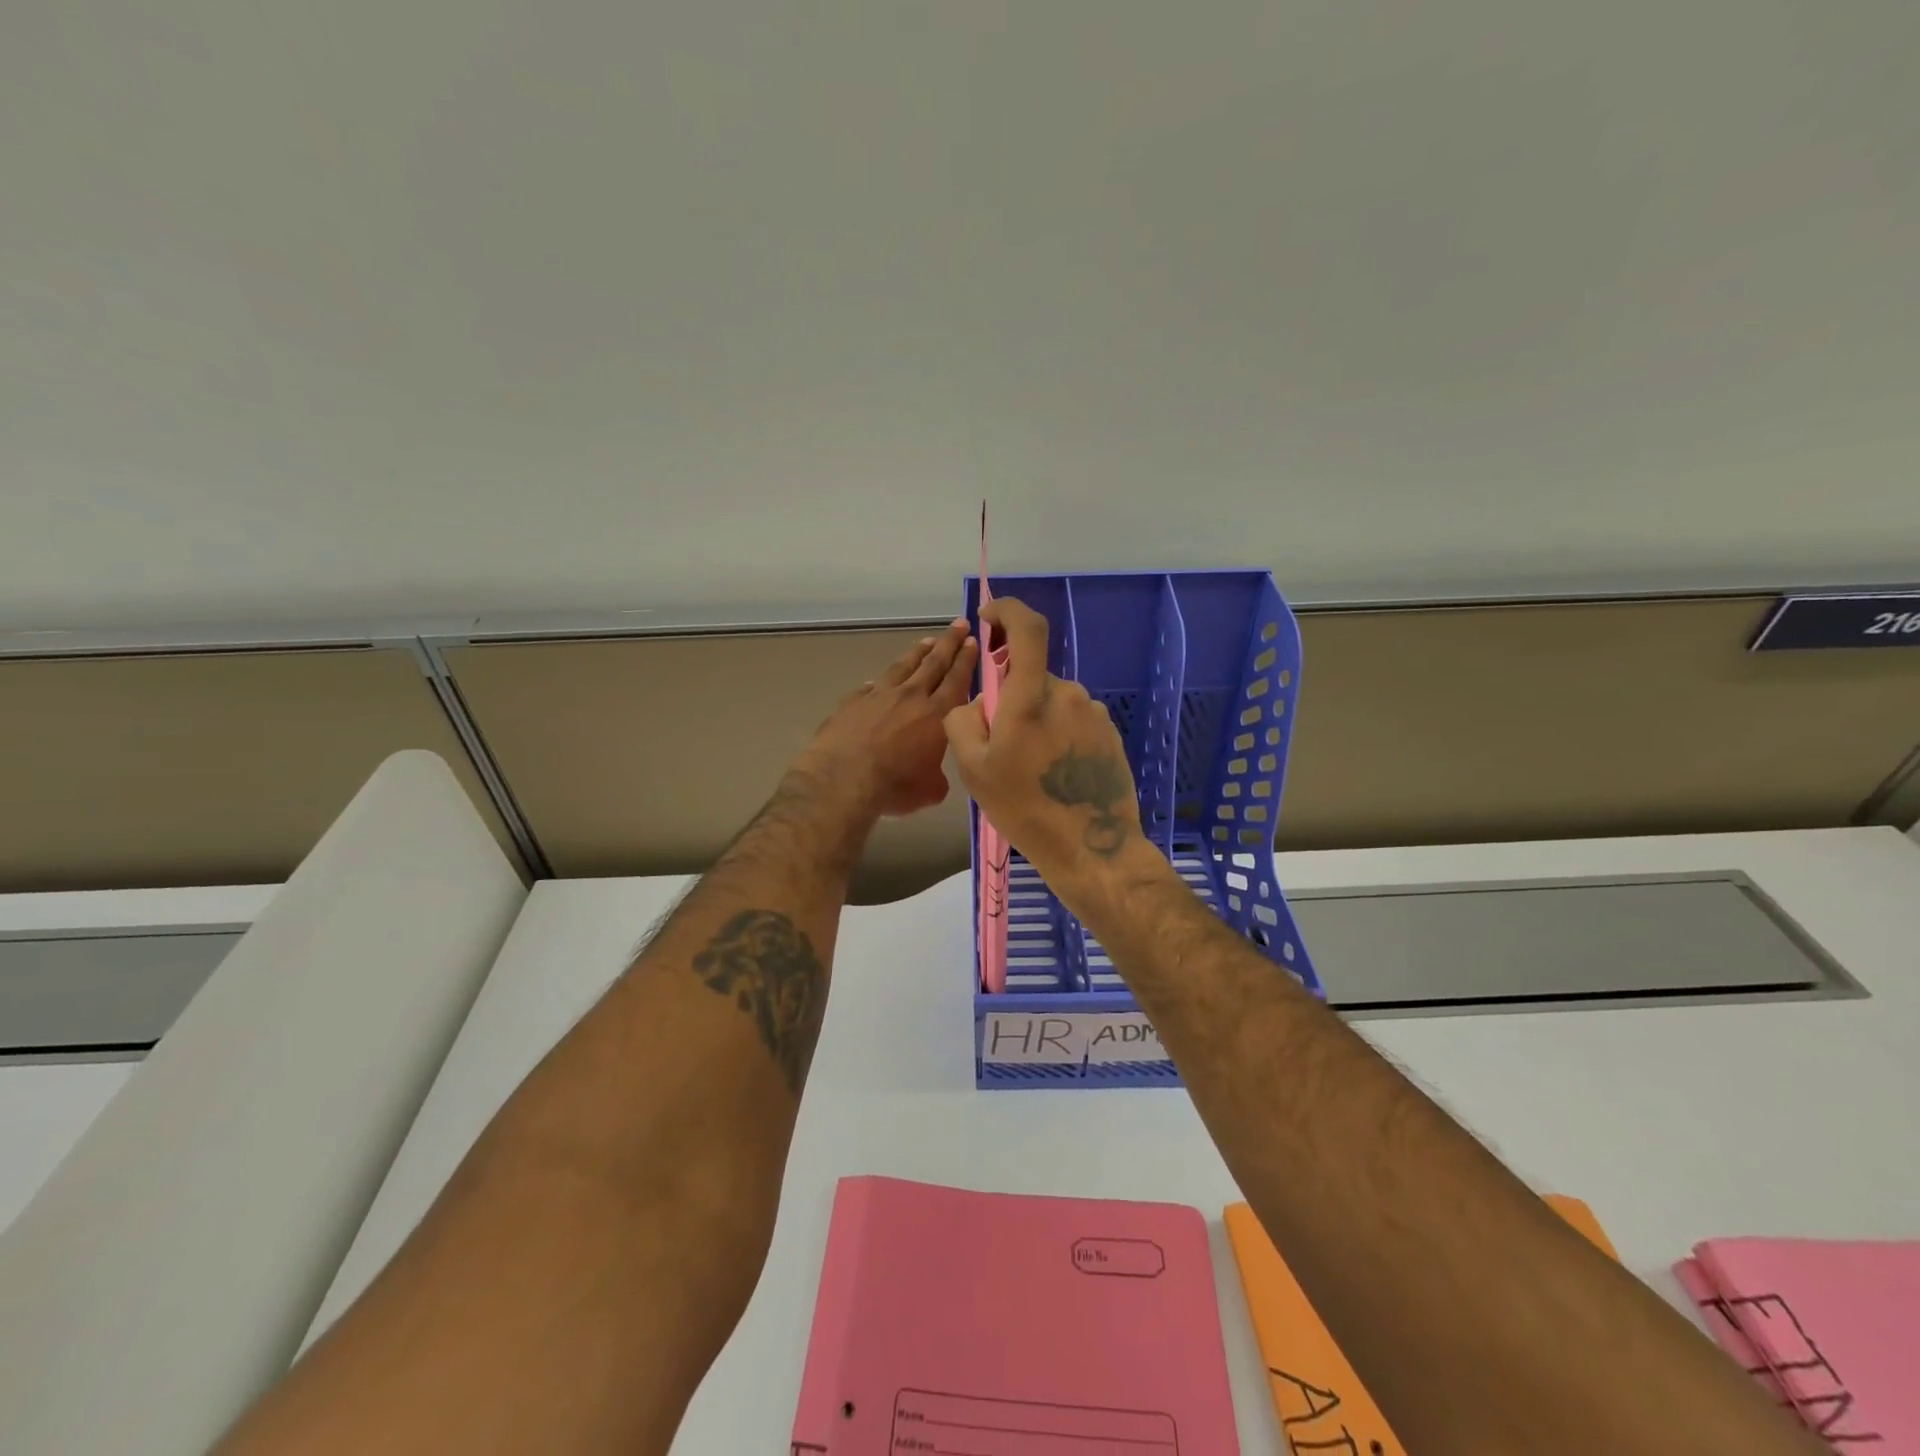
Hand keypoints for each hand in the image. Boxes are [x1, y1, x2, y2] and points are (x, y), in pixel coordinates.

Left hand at [796, 619, 977, 818]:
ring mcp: (878, 695)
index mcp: (937, 715)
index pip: (957, 680)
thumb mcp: (930, 789)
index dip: (966, 660)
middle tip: (959, 624)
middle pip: (933, 663)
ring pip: (903, 667)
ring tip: (926, 641)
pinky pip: (871, 687)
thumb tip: (933, 773)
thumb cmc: (894, 786)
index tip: (973, 640)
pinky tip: (879, 681)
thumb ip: (937, 776)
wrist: (843, 779)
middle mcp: (910, 697)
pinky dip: (880, 682)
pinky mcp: (852, 702)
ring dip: (917, 653)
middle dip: (948, 643)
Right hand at [943, 598, 1141, 890]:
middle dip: (1011, 697)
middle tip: (1001, 745)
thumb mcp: (973, 768)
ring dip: (1035, 720)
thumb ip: (963, 720)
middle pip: (1031, 676)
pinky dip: (1057, 734)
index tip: (989, 619)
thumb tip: (978, 703)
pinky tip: (1055, 775)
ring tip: (1030, 769)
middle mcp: (1067, 693)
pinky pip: (1072, 720)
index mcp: (1031, 696)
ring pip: (1051, 701)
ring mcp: (1093, 713)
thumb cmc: (1025, 808)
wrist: (1091, 847)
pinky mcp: (1108, 734)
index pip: (1026, 628)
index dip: (1006, 611)